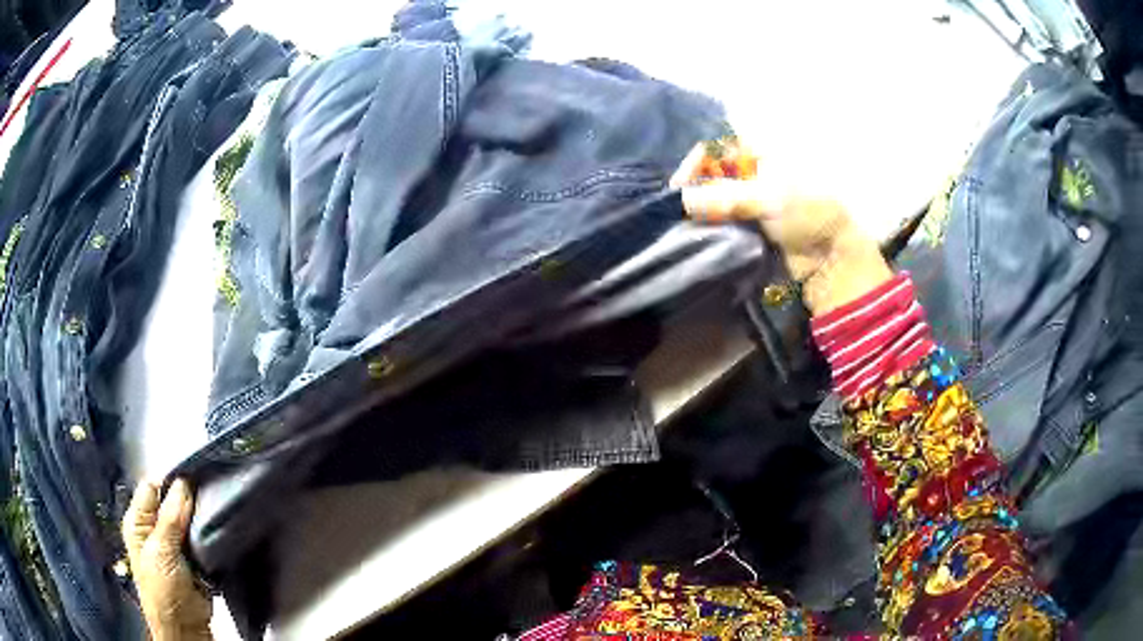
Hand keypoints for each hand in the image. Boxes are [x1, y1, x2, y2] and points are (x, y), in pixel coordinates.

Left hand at [122, 480, 211, 640]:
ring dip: (201, 517)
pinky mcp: (193, 558)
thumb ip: (170, 518)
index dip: (170, 480)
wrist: (186, 628)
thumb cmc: (163, 591)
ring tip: (217, 508)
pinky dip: (209, 533)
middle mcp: (154, 528)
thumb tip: (182, 483)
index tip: (194, 475)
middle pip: (171, 501)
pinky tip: (219, 527)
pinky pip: (201, 537)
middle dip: (189, 498)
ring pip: (189, 519)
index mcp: (138, 521)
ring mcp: (174, 544)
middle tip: (209, 492)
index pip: (152, 487)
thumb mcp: (162, 552)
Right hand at [670, 141, 891, 314]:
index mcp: (761, 152)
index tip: (679, 188)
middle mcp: (753, 171)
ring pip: (715, 197)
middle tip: (681, 210)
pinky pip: (723, 219)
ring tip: (689, 225)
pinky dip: (713, 225)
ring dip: (703, 209)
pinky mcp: (752, 224)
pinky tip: (704, 234)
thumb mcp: (767, 198)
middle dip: (696, 188)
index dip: (695, 163)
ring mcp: (752, 198)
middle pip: (712, 172)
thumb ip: (722, 197)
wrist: (832, 257)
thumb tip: (682, 200)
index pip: (716, 148)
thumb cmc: (807, 213)